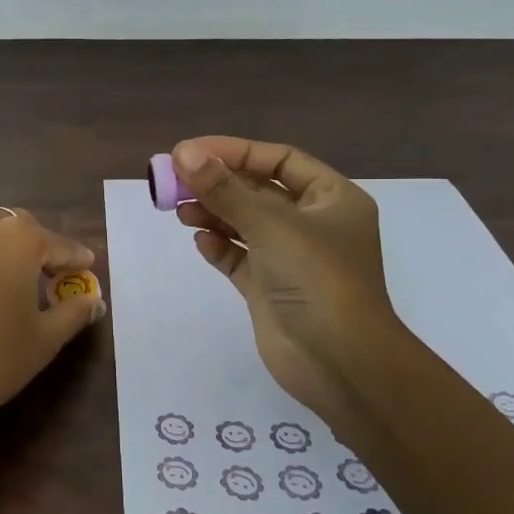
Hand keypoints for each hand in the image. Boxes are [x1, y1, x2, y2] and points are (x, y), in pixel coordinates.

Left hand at [0, 145, 105, 450]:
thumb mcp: (42, 342)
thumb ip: (72, 313)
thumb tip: (92, 299)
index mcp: (23, 241)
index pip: (60, 247)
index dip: (75, 264)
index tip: (85, 274)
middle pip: (20, 229)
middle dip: (36, 251)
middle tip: (42, 283)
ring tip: (1, 258)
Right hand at [169, 136, 399, 419]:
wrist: (339, 362)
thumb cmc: (316, 278)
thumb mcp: (270, 224)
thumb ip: (224, 189)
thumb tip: (184, 153)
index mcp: (332, 198)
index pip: (279, 160)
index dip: (235, 151)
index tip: (190, 152)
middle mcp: (313, 224)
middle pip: (258, 191)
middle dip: (218, 185)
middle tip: (174, 182)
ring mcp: (291, 259)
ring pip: (245, 224)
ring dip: (213, 214)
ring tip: (179, 211)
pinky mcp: (271, 289)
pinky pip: (239, 258)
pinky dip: (219, 247)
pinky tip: (200, 242)